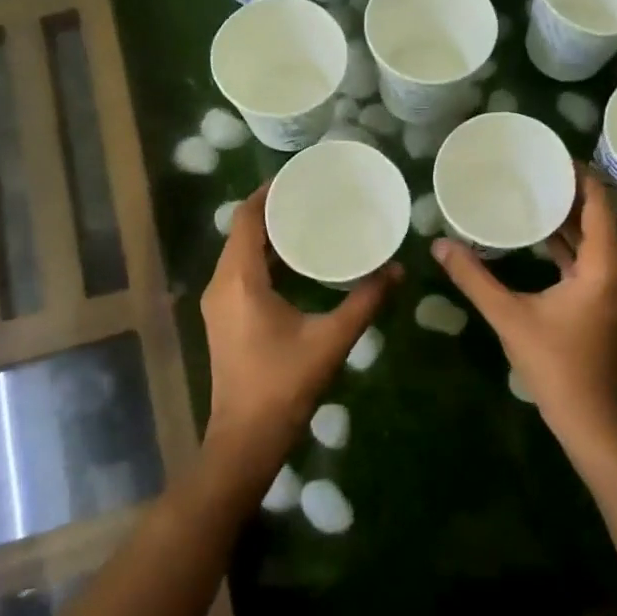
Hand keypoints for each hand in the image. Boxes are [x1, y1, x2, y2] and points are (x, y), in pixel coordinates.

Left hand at [199, 182, 399, 486]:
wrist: (246, 439)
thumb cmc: (284, 385)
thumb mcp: (331, 339)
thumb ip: (365, 301)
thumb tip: (397, 270)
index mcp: (239, 280)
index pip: (247, 219)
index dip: (268, 192)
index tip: (298, 176)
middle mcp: (221, 285)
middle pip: (242, 232)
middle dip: (273, 210)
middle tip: (312, 196)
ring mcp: (219, 303)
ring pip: (240, 254)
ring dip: (268, 236)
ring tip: (308, 220)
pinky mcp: (224, 319)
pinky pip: (241, 273)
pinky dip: (265, 259)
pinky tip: (297, 262)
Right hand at [431, 170, 616, 450]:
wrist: (590, 419)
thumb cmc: (556, 365)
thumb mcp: (510, 317)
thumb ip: (475, 278)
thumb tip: (441, 245)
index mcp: (602, 266)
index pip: (598, 205)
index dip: (580, 176)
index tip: (553, 154)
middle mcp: (614, 271)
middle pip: (597, 218)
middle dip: (569, 192)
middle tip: (535, 169)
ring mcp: (610, 289)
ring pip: (592, 241)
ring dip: (567, 219)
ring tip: (535, 193)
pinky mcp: (601, 303)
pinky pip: (586, 260)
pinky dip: (566, 245)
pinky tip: (538, 238)